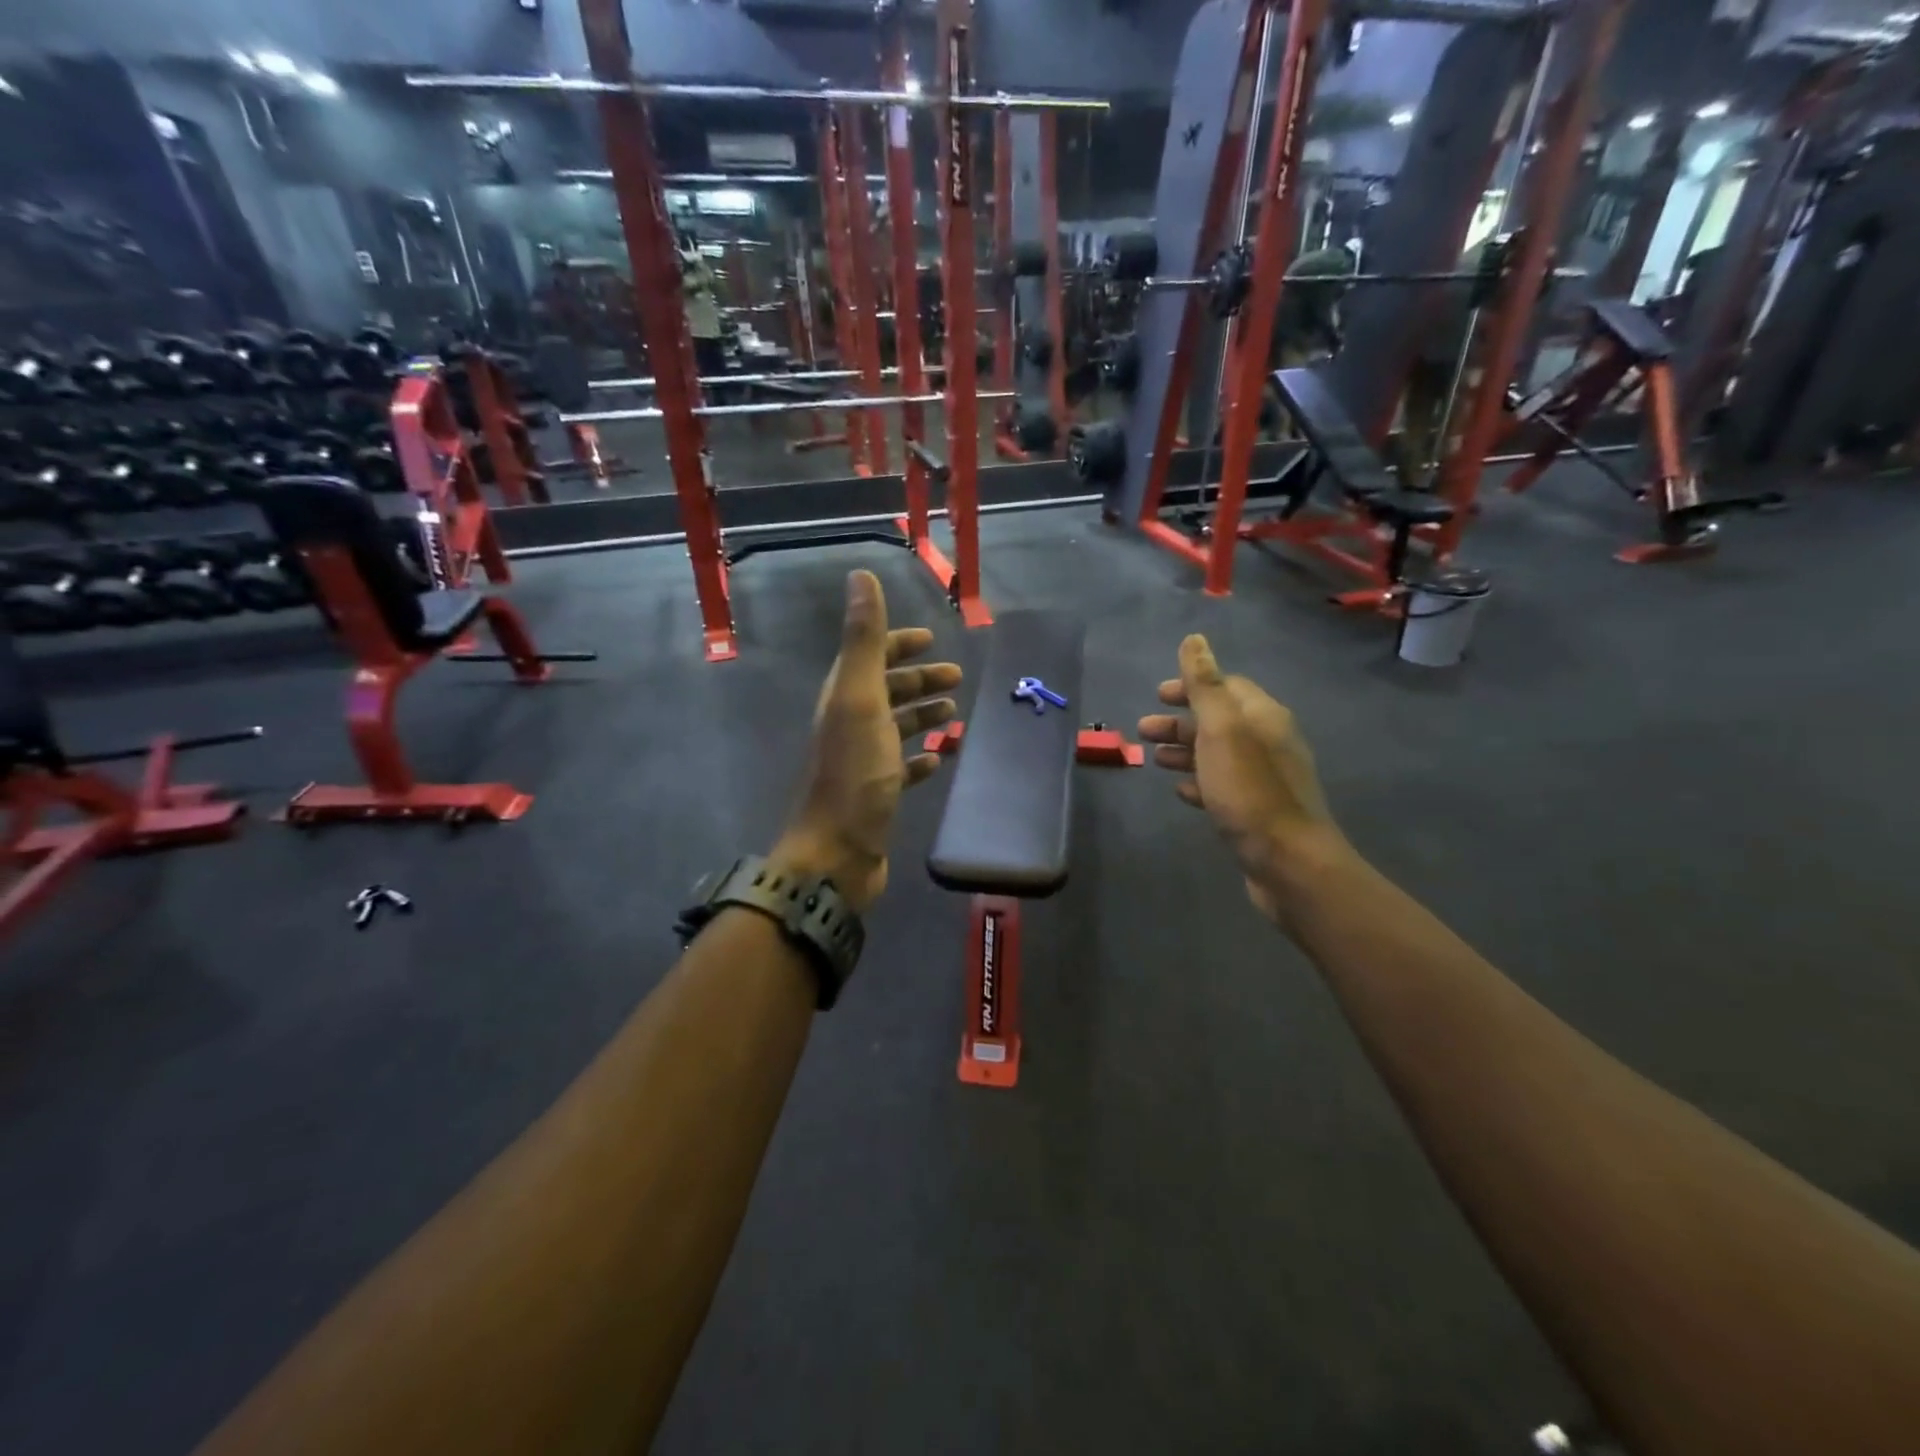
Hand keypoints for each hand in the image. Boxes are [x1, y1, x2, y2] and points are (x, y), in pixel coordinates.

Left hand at [773, 571, 961, 913]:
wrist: (837, 854)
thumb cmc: (854, 774)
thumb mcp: (861, 700)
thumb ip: (864, 640)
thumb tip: (861, 575)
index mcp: (844, 699)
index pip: (870, 658)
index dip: (899, 645)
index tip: (932, 640)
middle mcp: (850, 725)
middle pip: (887, 692)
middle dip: (920, 680)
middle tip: (957, 679)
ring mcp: (863, 762)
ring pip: (896, 728)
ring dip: (923, 715)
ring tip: (955, 714)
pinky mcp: (877, 795)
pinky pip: (902, 767)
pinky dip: (921, 757)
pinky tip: (940, 758)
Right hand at [1139, 635, 1350, 920]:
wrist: (1288, 862)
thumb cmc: (1249, 791)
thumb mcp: (1222, 730)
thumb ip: (1205, 685)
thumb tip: (1195, 639)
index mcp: (1263, 716)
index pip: (1227, 687)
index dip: (1191, 686)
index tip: (1158, 694)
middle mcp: (1268, 742)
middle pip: (1218, 721)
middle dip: (1180, 721)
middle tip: (1143, 729)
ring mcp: (1263, 779)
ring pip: (1217, 754)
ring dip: (1184, 751)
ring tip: (1153, 759)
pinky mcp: (1256, 811)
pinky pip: (1222, 786)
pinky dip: (1199, 781)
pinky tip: (1180, 790)